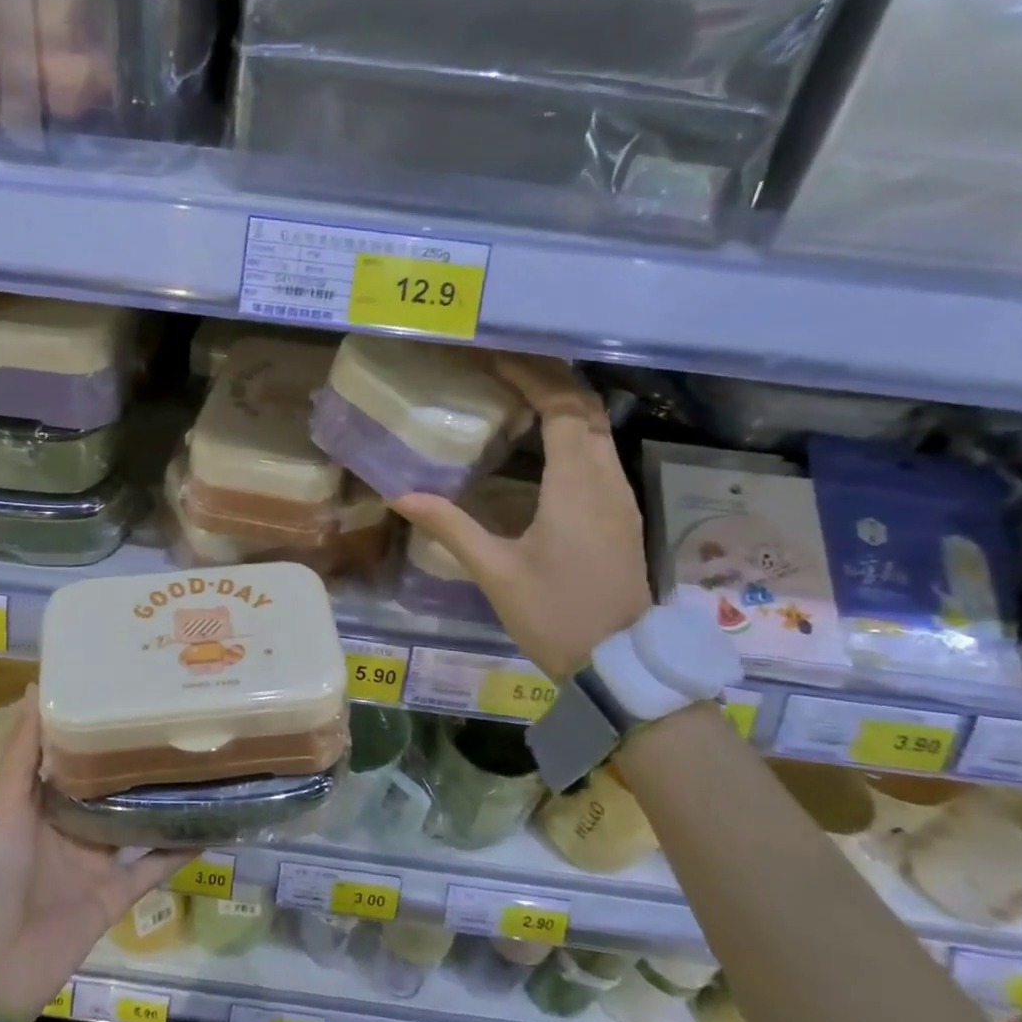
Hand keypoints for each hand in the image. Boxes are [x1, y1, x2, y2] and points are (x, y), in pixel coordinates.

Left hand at [0, 689, 187, 1021]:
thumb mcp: (1, 806)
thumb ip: (24, 753)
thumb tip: (38, 687)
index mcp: (39, 802)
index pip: (74, 754)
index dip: (97, 724)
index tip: (128, 688)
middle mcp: (70, 826)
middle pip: (111, 786)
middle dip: (137, 757)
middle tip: (178, 717)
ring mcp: (95, 862)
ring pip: (137, 821)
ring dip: (163, 799)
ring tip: (201, 761)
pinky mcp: (115, 895)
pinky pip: (153, 867)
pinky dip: (178, 848)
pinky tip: (210, 822)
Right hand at [393, 353, 650, 679]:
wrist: (618, 663)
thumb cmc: (555, 615)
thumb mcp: (496, 572)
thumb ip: (451, 527)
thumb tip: (401, 495)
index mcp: (576, 486)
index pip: (562, 407)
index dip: (532, 376)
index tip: (496, 358)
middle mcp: (606, 480)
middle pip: (586, 408)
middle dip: (549, 379)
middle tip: (504, 367)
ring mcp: (619, 497)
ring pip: (598, 429)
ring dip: (564, 403)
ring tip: (519, 393)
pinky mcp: (620, 514)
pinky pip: (600, 453)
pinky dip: (574, 431)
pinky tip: (543, 442)